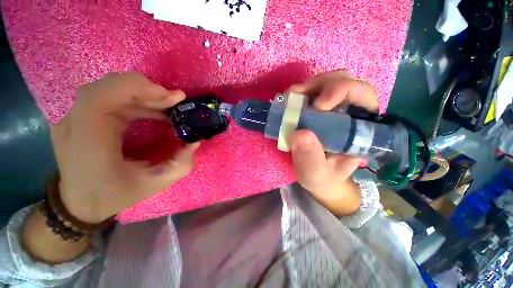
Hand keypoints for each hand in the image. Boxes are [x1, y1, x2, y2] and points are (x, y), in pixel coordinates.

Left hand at [51, 72, 199, 222]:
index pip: (104, 95)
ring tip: (168, 106)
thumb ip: (180, 164)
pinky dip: (135, 99)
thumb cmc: (115, 195)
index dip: (140, 88)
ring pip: (110, 88)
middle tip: (175, 101)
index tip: (173, 98)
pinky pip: (109, 97)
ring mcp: (74, 118)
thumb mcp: (154, 184)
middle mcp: (75, 122)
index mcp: (89, 139)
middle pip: (109, 86)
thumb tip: (194, 142)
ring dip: (143, 94)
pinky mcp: (81, 118)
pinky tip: (152, 110)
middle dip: (148, 90)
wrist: (80, 204)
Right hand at [287, 70, 378, 215]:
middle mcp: (350, 112)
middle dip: (321, 84)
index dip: (341, 91)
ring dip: (308, 87)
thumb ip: (310, 159)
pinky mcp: (317, 109)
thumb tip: (299, 133)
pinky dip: (299, 93)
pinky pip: (311, 91)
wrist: (316, 176)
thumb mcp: (316, 174)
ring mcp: (332, 108)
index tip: (317, 106)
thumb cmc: (322, 177)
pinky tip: (289, 101)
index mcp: (360, 128)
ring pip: (327, 81)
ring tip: (291, 98)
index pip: (363, 95)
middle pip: (344, 80)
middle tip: (297, 97)